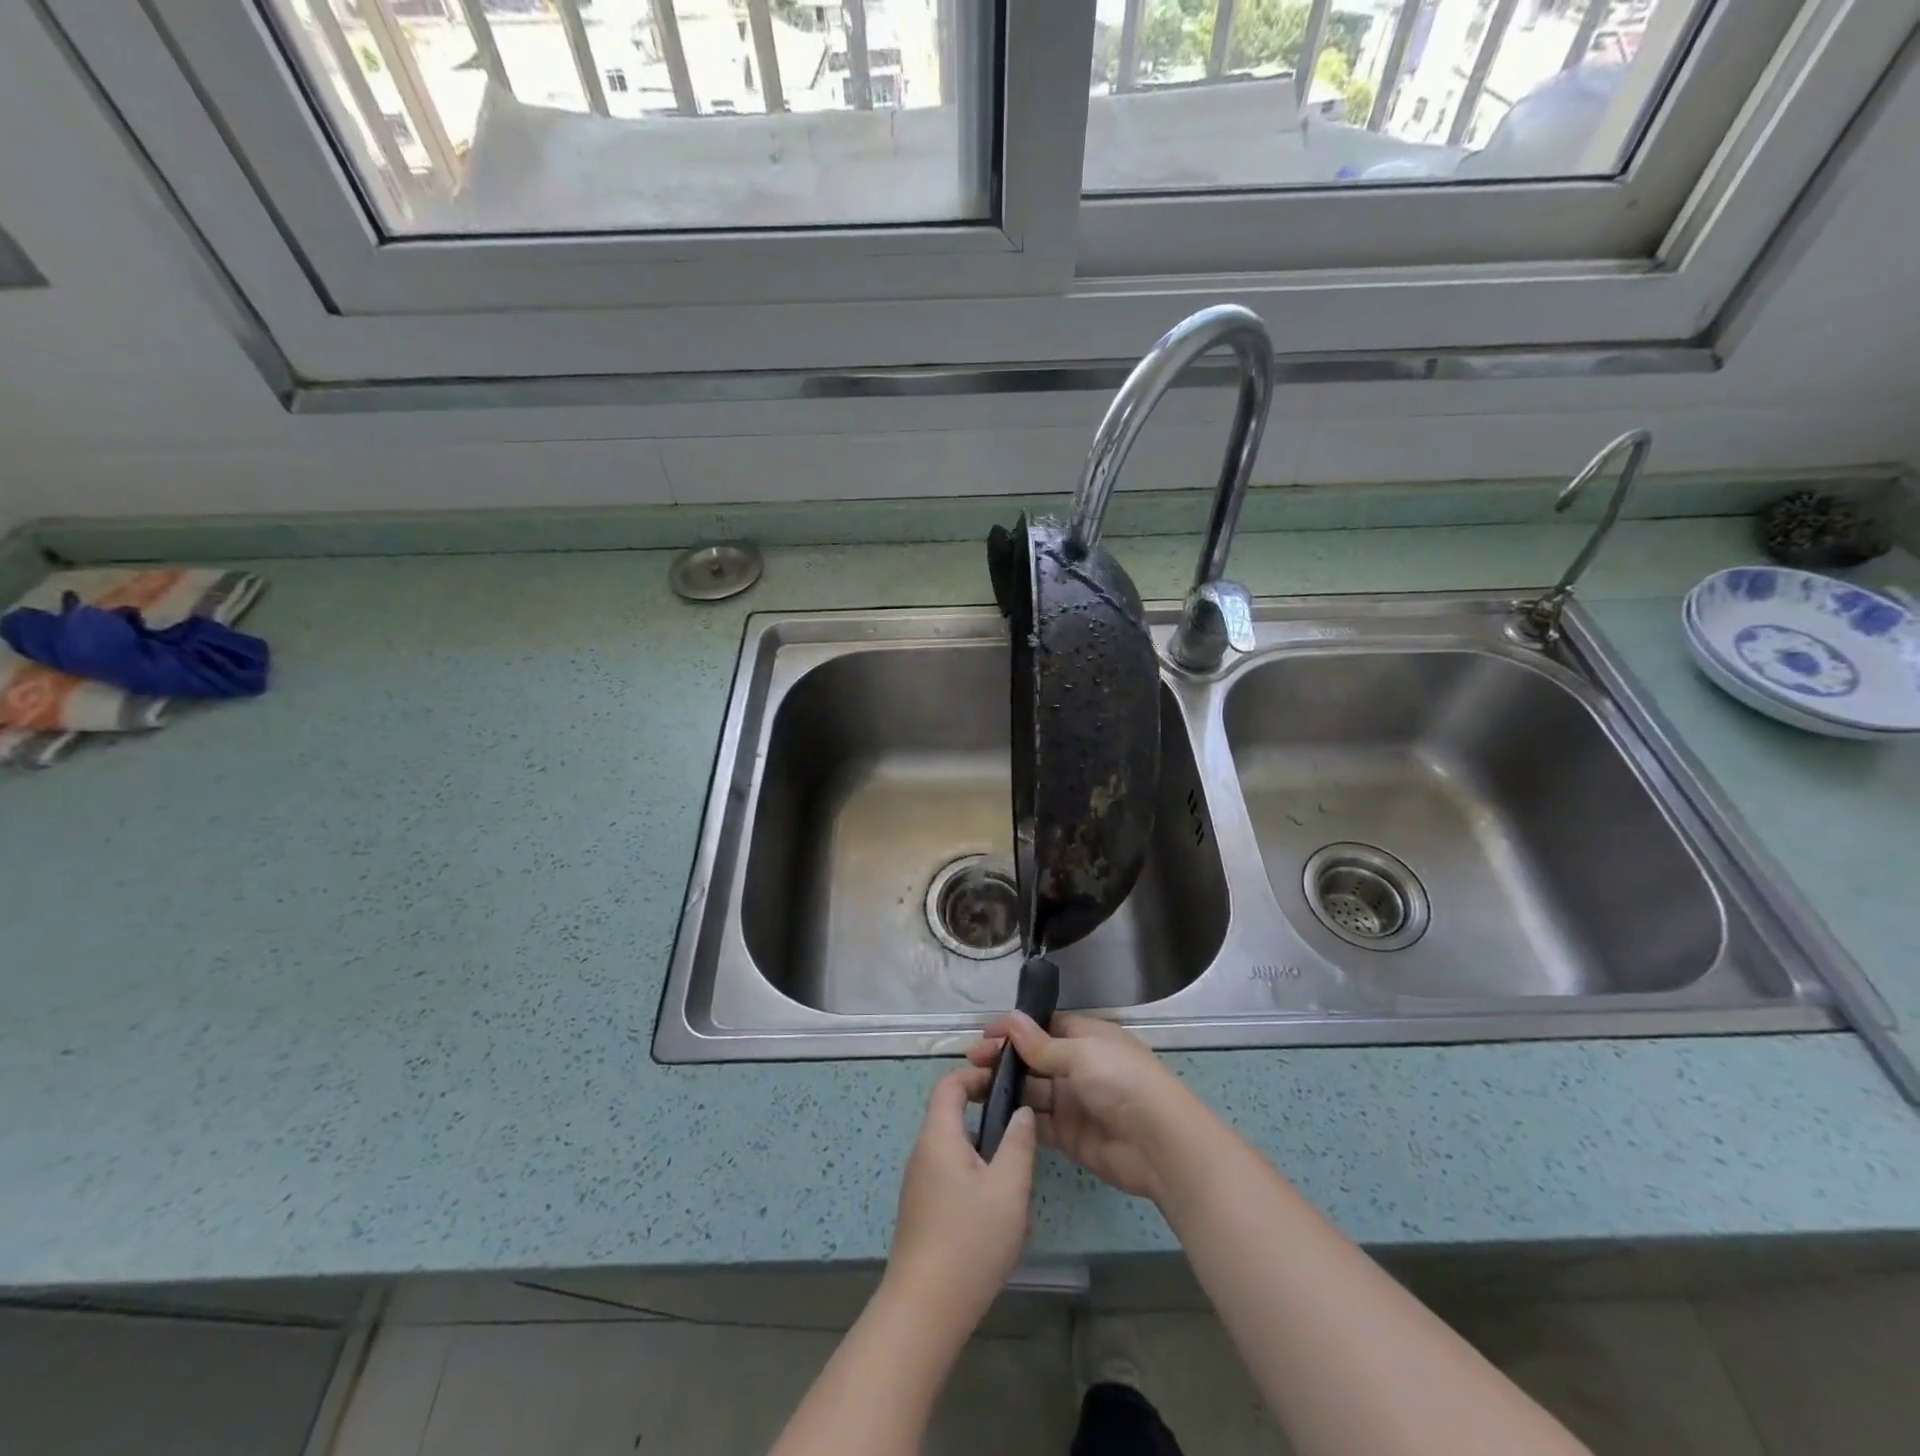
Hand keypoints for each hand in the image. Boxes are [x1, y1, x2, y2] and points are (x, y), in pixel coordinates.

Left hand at [884, 1066, 1036, 1339]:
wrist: (924, 1311)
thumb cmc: (969, 1240)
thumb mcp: (1008, 1188)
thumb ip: (1018, 1143)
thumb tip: (1021, 1112)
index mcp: (938, 1136)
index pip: (950, 1084)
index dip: (976, 1074)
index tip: (1007, 1081)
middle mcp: (923, 1152)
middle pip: (952, 1115)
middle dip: (987, 1116)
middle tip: (1022, 1131)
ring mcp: (920, 1184)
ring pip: (955, 1150)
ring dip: (986, 1153)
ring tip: (1017, 1177)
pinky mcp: (923, 1211)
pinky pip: (951, 1177)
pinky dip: (976, 1178)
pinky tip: (999, 1213)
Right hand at [967, 1012, 1196, 1203]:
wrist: (1158, 1144)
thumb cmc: (1121, 1082)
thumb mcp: (1081, 1054)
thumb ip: (1042, 1045)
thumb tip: (1011, 1019)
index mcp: (1087, 1038)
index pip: (1044, 1027)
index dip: (1015, 1029)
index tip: (983, 1034)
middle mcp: (1078, 1067)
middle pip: (1034, 1059)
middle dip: (1004, 1059)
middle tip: (970, 1062)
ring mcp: (1073, 1102)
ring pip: (1032, 1091)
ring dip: (1006, 1088)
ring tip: (971, 1088)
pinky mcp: (1069, 1135)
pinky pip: (1037, 1123)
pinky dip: (1017, 1119)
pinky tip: (990, 1116)